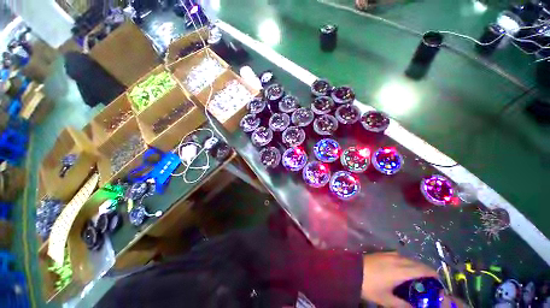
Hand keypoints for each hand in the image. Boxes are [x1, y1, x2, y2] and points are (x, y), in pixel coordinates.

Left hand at [361, 252, 436, 306]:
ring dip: (415, 265)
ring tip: (418, 276)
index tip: (439, 282)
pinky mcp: (382, 252)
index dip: (433, 274)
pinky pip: (399, 255)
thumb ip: (402, 305)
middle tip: (430, 282)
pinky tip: (403, 269)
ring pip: (408, 258)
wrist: (352, 270)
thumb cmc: (370, 285)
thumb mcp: (386, 299)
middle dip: (425, 270)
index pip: (422, 269)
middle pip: (416, 263)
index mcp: (401, 270)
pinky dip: (406, 261)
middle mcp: (397, 259)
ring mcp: (389, 254)